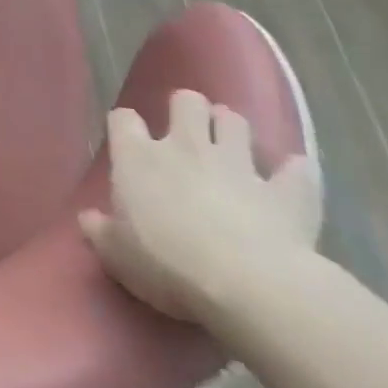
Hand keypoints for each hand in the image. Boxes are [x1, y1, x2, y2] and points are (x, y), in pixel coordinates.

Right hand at [79, 90, 321, 324]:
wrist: (248, 285)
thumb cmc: (166, 263)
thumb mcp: (116, 254)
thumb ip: (100, 231)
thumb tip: (89, 219)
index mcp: (137, 157)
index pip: (122, 119)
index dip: (125, 126)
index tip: (128, 141)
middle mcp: (185, 147)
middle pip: (186, 102)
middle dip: (188, 110)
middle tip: (187, 132)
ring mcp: (239, 165)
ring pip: (236, 122)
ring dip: (232, 129)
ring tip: (232, 145)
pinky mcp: (286, 193)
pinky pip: (298, 171)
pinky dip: (295, 173)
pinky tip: (295, 178)